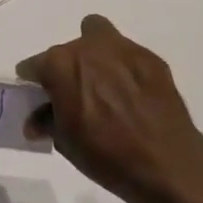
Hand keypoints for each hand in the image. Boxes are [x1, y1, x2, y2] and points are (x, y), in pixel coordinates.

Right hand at [17, 14, 202, 202]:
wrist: (168, 165)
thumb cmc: (106, 155)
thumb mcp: (65, 142)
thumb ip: (47, 120)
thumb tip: (36, 120)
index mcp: (61, 64)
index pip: (34, 66)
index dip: (34, 84)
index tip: (42, 100)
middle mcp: (89, 47)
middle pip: (67, 50)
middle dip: (67, 70)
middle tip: (76, 96)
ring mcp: (124, 49)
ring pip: (99, 37)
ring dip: (95, 56)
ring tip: (104, 87)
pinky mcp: (151, 58)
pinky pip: (127, 55)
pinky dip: (124, 69)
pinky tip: (132, 96)